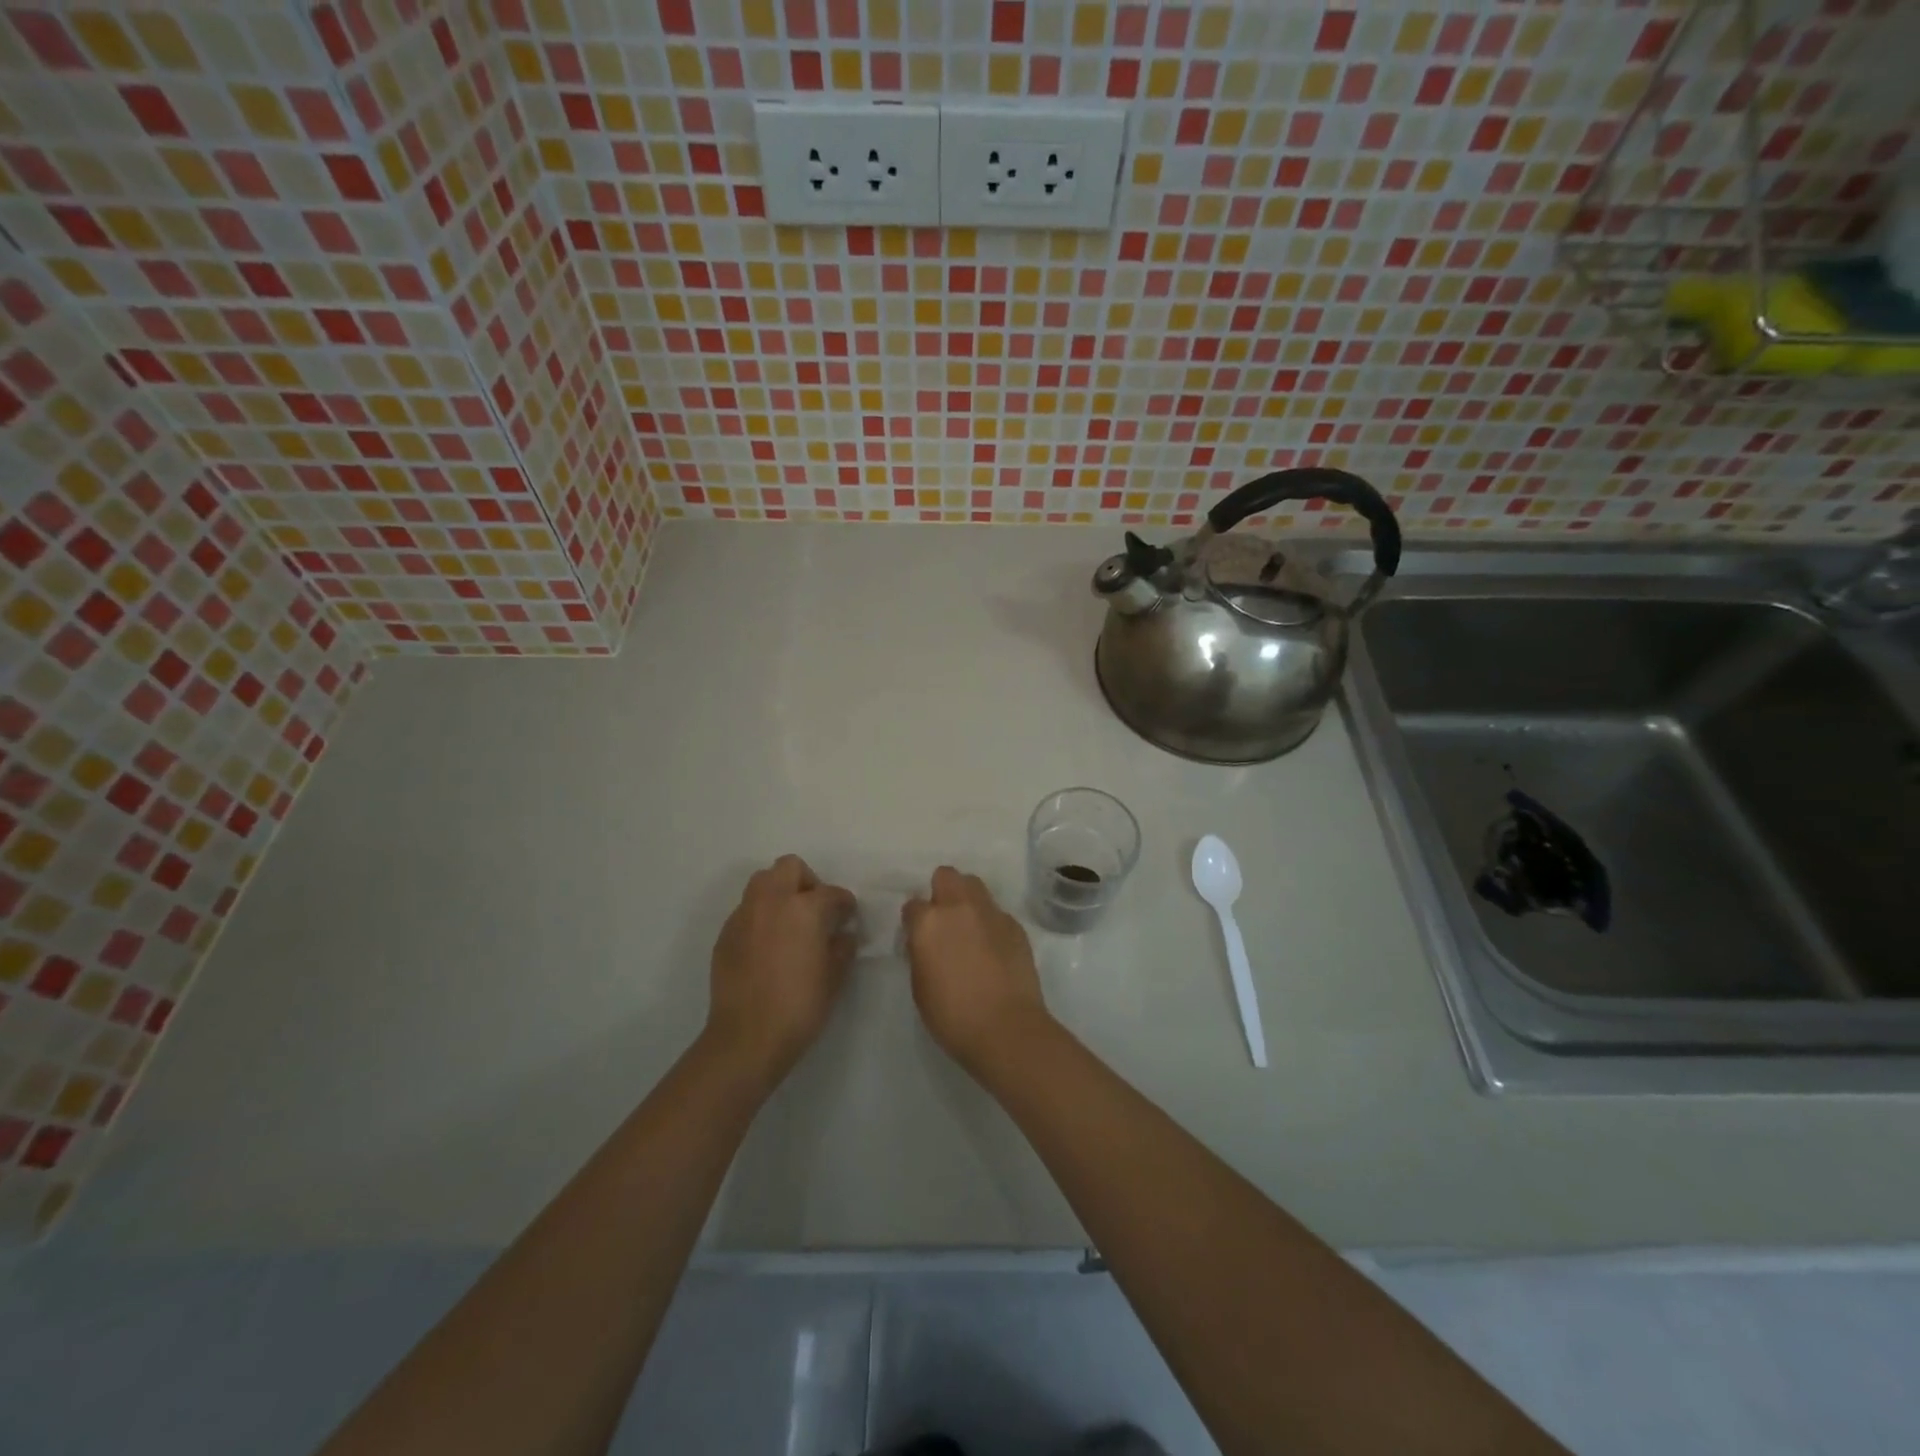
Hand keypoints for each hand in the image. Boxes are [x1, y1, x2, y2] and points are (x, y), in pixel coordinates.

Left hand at [705, 855, 856, 1088]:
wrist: (747, 1038)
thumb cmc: (799, 1006)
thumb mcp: (834, 977)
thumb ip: (842, 947)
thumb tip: (843, 934)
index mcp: (804, 908)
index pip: (830, 892)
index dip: (844, 903)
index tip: (847, 916)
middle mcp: (771, 902)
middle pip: (789, 867)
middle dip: (806, 881)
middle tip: (815, 909)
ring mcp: (744, 916)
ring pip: (762, 883)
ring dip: (779, 893)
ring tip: (789, 923)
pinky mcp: (725, 934)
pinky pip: (746, 911)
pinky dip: (760, 917)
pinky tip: (767, 946)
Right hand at [902, 866, 1051, 1074]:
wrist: (1006, 1028)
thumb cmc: (952, 1015)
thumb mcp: (920, 986)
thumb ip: (921, 953)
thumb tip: (926, 942)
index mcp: (929, 922)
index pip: (913, 905)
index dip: (914, 920)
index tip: (918, 936)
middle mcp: (960, 907)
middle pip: (947, 876)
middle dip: (942, 891)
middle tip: (944, 920)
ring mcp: (991, 913)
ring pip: (975, 886)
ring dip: (968, 900)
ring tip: (970, 928)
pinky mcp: (1015, 926)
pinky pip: (997, 913)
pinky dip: (991, 923)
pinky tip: (994, 948)